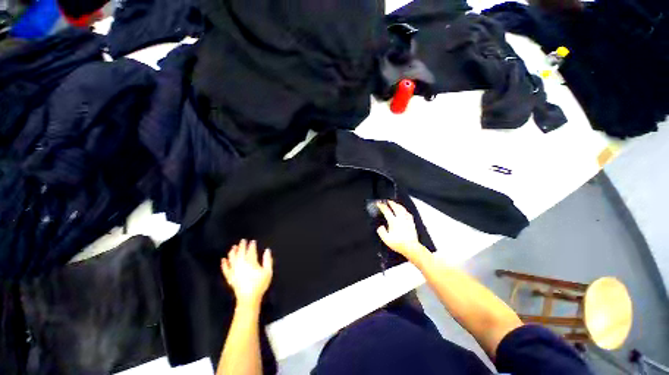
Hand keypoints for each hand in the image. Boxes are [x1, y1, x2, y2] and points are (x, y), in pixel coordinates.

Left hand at [221, 239, 272, 307]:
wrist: (249, 298)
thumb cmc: (260, 284)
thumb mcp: (268, 271)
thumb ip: (267, 260)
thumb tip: (267, 250)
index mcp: (251, 262)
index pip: (251, 251)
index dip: (252, 245)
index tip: (252, 241)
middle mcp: (241, 264)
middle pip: (241, 253)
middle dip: (242, 246)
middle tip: (242, 240)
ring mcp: (234, 270)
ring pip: (232, 259)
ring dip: (233, 252)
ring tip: (233, 247)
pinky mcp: (230, 277)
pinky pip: (225, 269)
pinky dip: (224, 264)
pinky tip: (223, 260)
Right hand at [376, 201, 425, 260]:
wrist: (411, 247)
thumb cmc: (398, 244)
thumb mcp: (386, 239)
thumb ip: (381, 232)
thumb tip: (380, 227)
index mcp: (393, 221)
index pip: (386, 211)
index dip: (382, 206)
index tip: (378, 203)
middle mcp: (400, 219)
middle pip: (396, 207)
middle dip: (391, 203)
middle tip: (387, 201)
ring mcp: (407, 220)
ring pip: (402, 209)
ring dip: (398, 205)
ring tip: (395, 204)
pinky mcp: (411, 223)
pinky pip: (408, 214)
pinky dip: (405, 210)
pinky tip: (405, 211)